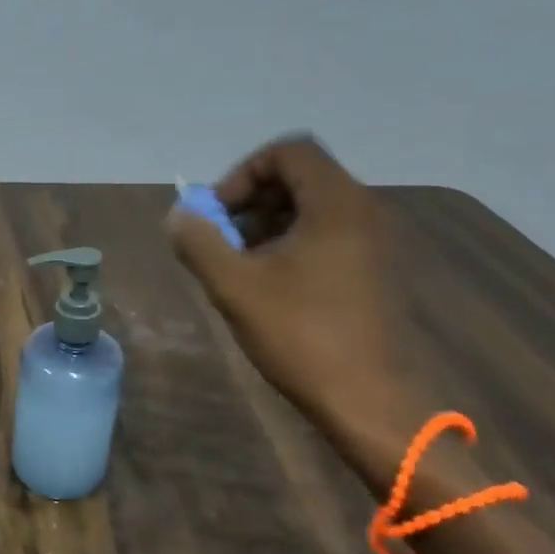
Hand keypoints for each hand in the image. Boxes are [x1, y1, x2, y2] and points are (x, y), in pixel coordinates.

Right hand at [165, 134, 422, 489]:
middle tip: (223, 242)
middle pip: (300, 177)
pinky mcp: (377, 271)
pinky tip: (271, 288)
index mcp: (337, 204)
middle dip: (251, 202)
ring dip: (267, 226)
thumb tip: (178, 215)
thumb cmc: (302, 336)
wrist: (372, 402)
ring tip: (241, 268)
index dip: (243, 173)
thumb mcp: (234, 286)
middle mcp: (364, 212)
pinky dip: (292, 245)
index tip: (218, 215)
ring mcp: (376, 243)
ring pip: (312, 208)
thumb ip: (198, 242)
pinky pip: (328, 235)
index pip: (289, 151)